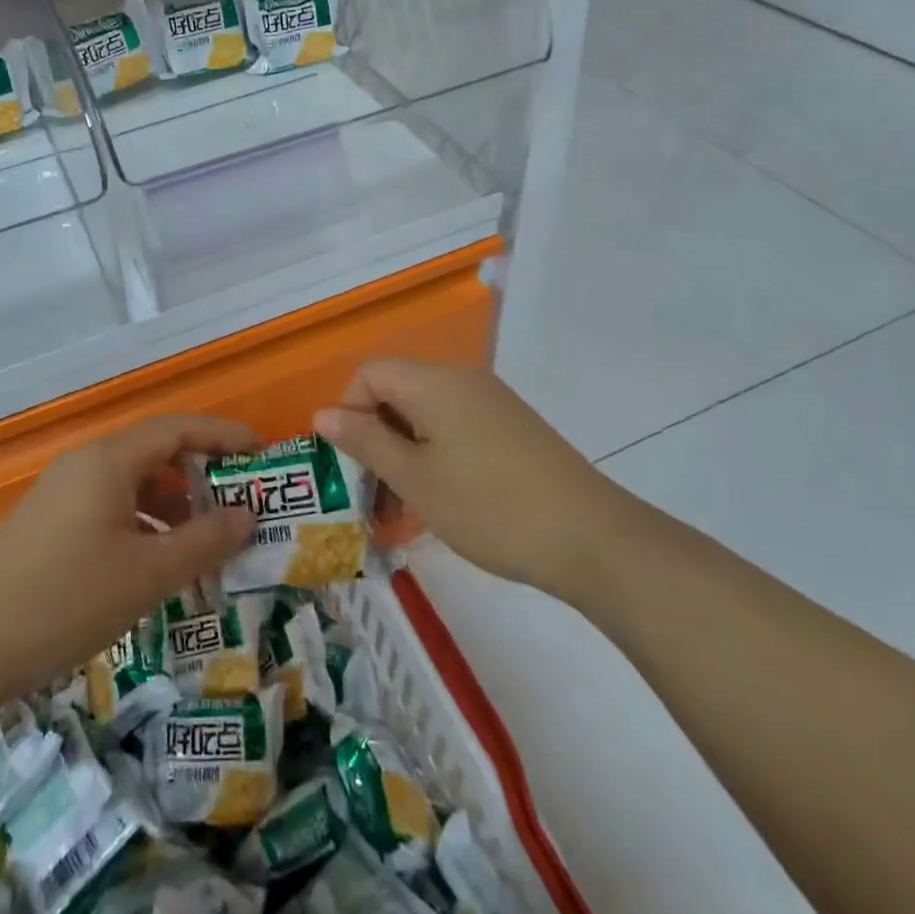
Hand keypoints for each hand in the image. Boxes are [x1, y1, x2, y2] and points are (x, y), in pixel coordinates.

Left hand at [0, 416, 258, 712]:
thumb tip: (248, 514)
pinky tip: (152, 561)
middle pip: (154, 452)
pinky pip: (107, 505)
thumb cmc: (68, 600)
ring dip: (171, 503)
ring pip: (130, 482)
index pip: (178, 428)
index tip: (262, 453)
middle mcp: (84, 464)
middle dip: (200, 474)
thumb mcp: (148, 574)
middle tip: (237, 503)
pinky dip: (141, 521)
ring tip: (201, 541)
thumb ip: (206, 540)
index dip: (224, 435)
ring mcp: (60, 492)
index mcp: (109, 460)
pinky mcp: (46, 522)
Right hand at [313, 360, 632, 604]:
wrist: (592, 540)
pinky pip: (455, 430)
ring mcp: (491, 404)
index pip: (369, 373)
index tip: (350, 464)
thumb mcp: (415, 478)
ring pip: (425, 417)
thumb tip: (322, 414)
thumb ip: (365, 442)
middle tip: (371, 496)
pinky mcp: (512, 430)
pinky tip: (440, 503)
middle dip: (374, 440)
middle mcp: (462, 380)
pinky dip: (434, 458)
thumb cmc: (489, 506)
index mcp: (434, 382)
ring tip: (402, 511)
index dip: (348, 412)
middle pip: (396, 394)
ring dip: (403, 455)